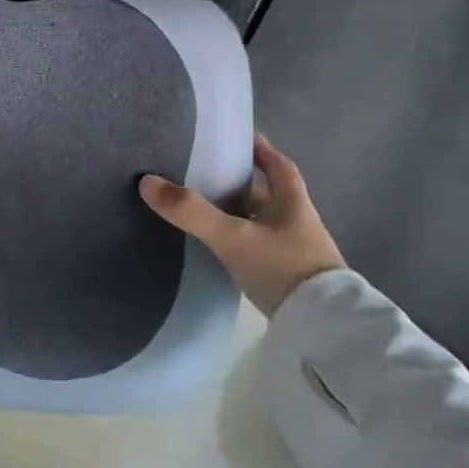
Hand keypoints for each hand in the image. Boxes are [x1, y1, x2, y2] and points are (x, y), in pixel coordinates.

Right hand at [139, 135, 342, 317]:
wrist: (322, 327)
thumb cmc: (283, 268)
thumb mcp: (233, 237)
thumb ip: (192, 211)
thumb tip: (147, 181)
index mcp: (292, 203)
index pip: (279, 166)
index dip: (262, 151)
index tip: (241, 140)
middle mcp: (297, 222)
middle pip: (269, 193)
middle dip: (244, 182)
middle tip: (210, 172)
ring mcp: (295, 252)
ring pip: (264, 222)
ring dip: (241, 213)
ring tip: (207, 206)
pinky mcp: (288, 277)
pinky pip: (260, 247)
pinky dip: (242, 240)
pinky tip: (223, 245)